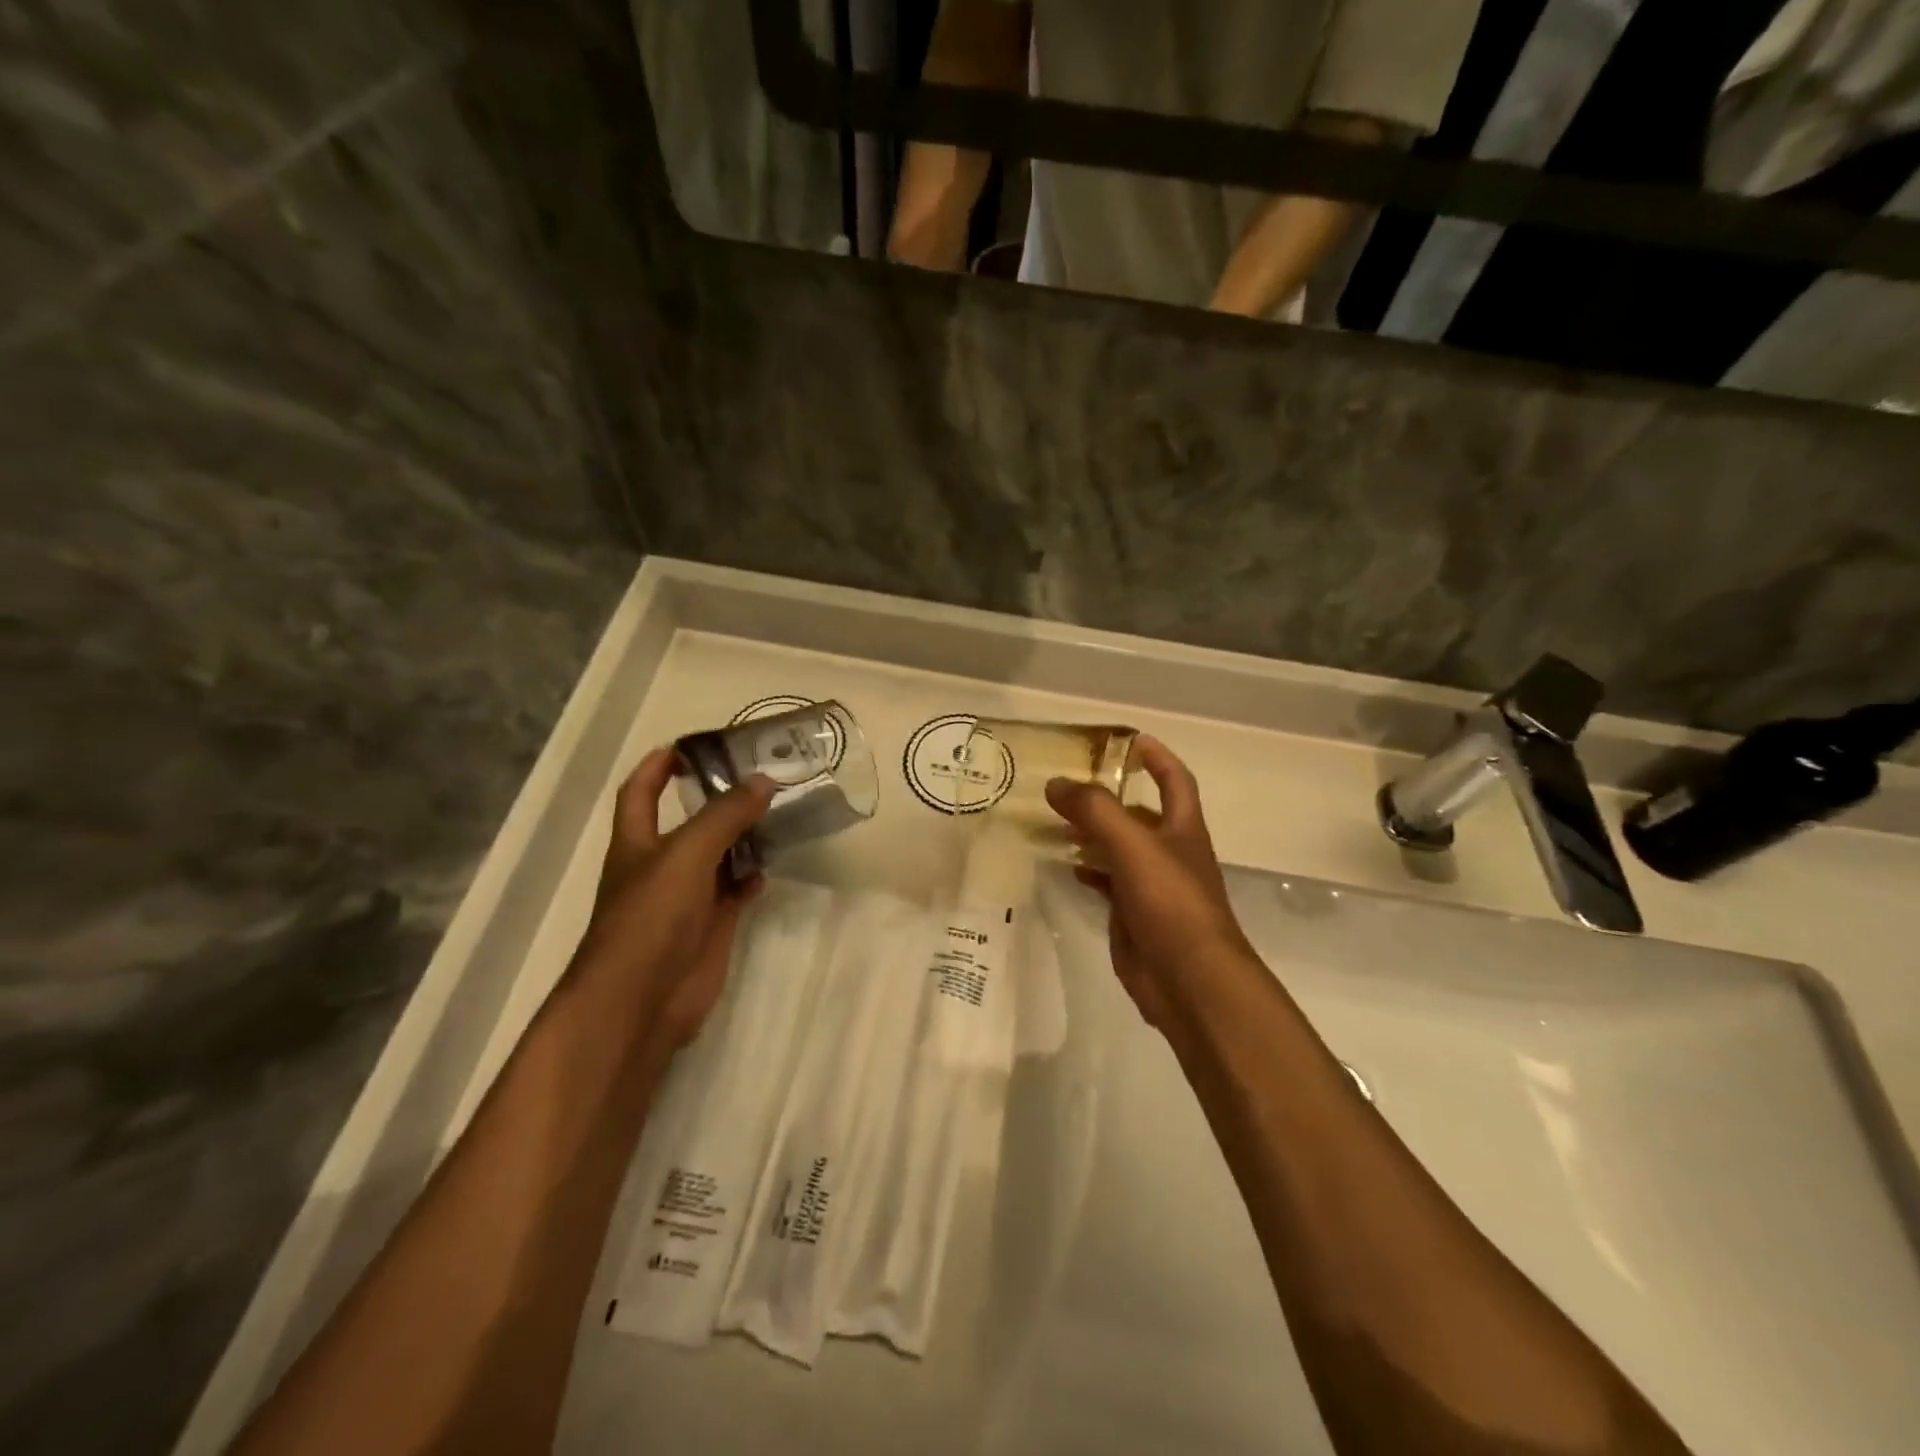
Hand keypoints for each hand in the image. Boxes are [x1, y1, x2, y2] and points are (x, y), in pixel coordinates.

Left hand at [573, 747, 775, 1049]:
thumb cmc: (650, 918)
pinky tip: (769, 868)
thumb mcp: (686, 854)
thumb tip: (764, 780)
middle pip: (689, 821)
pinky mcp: (709, 926)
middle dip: (718, 798)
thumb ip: (725, 815)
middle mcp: (660, 865)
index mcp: (637, 842)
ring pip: (718, 856)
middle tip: (760, 776)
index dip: (658, 766)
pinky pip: (734, 891)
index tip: (692, 745)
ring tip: (777, 815)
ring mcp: (686, 898)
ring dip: (743, 837)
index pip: (641, 791)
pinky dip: (751, 878)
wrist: (641, 1001)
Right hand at [1044, 736, 1256, 1030]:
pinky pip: (1107, 882)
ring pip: (1118, 848)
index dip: (1158, 758)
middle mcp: (1169, 852)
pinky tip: (1066, 866)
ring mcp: (1151, 886)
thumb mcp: (1133, 845)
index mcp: (1182, 829)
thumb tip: (1056, 782)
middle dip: (1109, 797)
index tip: (1132, 740)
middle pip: (1139, 814)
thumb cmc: (1171, 902)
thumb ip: (1095, 810)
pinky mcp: (1133, 915)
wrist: (1188, 980)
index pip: (1175, 781)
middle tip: (1069, 785)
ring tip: (1056, 821)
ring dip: (1092, 833)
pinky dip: (1088, 869)